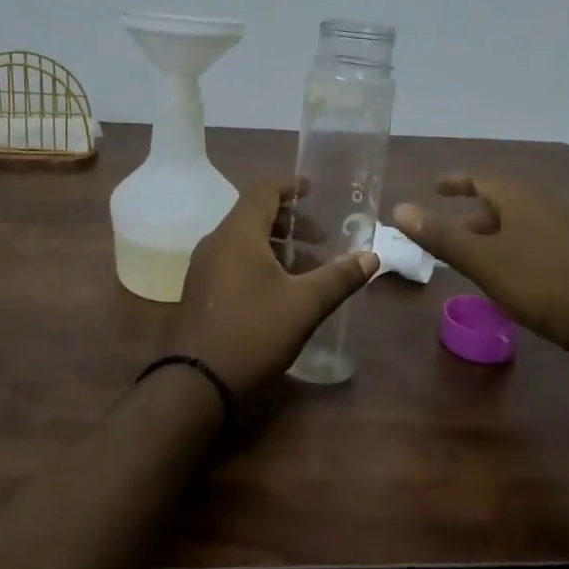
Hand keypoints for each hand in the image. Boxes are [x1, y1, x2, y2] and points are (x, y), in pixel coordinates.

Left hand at [168, 182, 378, 396]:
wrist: (197, 382)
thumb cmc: (254, 332)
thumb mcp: (305, 305)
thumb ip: (339, 277)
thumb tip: (372, 257)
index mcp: (238, 234)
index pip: (263, 190)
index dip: (290, 186)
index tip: (314, 191)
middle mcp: (216, 242)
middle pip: (253, 214)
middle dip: (290, 222)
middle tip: (321, 239)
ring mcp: (203, 267)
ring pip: (243, 240)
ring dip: (276, 245)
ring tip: (307, 268)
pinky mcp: (200, 290)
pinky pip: (232, 260)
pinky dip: (259, 262)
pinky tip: (280, 290)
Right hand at [394, 174, 568, 360]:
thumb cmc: (538, 282)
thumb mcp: (482, 260)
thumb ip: (440, 235)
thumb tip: (399, 209)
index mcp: (522, 198)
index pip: (482, 178)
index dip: (456, 182)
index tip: (435, 188)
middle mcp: (547, 204)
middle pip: (503, 199)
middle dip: (473, 213)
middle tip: (449, 230)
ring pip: (521, 221)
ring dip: (494, 232)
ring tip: (474, 255)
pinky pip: (538, 238)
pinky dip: (514, 245)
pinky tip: (510, 271)